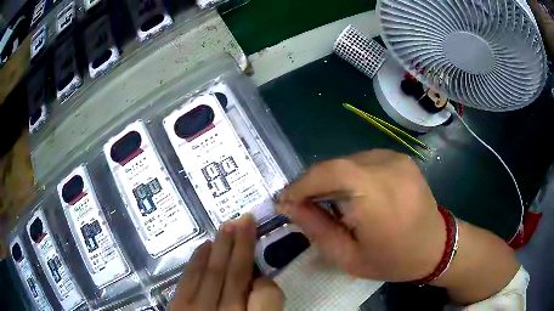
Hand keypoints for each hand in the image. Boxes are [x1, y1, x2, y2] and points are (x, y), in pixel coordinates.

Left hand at [170, 215, 283, 310]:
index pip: (266, 298)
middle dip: (241, 246)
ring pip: (211, 273)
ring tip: (229, 225)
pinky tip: (205, 246)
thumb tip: (260, 285)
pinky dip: (198, 261)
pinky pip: (189, 279)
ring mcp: (195, 310)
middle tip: (246, 218)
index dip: (268, 281)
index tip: (267, 272)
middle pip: (234, 278)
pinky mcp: (176, 307)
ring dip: (221, 247)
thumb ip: (264, 309)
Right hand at [279, 150, 444, 281]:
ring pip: (348, 161)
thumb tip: (289, 206)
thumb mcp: (348, 257)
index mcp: (379, 197)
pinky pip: (364, 161)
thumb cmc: (393, 260)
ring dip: (332, 180)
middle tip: (302, 204)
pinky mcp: (401, 158)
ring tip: (328, 203)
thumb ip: (317, 229)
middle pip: (337, 165)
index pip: (330, 172)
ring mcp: (397, 159)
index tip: (285, 199)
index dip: (302, 183)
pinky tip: (353, 195)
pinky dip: (350, 175)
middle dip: (313, 184)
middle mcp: (389, 169)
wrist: (435, 246)